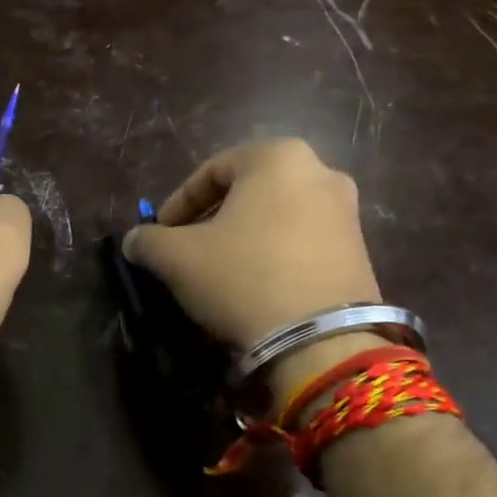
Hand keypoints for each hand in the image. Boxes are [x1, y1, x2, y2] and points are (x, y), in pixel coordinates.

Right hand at [123, 138, 382, 352]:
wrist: (320, 340)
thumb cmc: (242, 278)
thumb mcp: (178, 258)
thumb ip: (149, 240)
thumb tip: (135, 240)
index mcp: (277, 157)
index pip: (212, 170)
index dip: (178, 203)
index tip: (160, 234)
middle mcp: (320, 171)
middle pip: (249, 191)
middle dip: (213, 218)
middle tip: (188, 250)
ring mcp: (347, 211)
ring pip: (277, 216)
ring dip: (245, 237)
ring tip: (220, 271)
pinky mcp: (361, 250)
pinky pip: (303, 241)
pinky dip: (275, 254)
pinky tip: (257, 286)